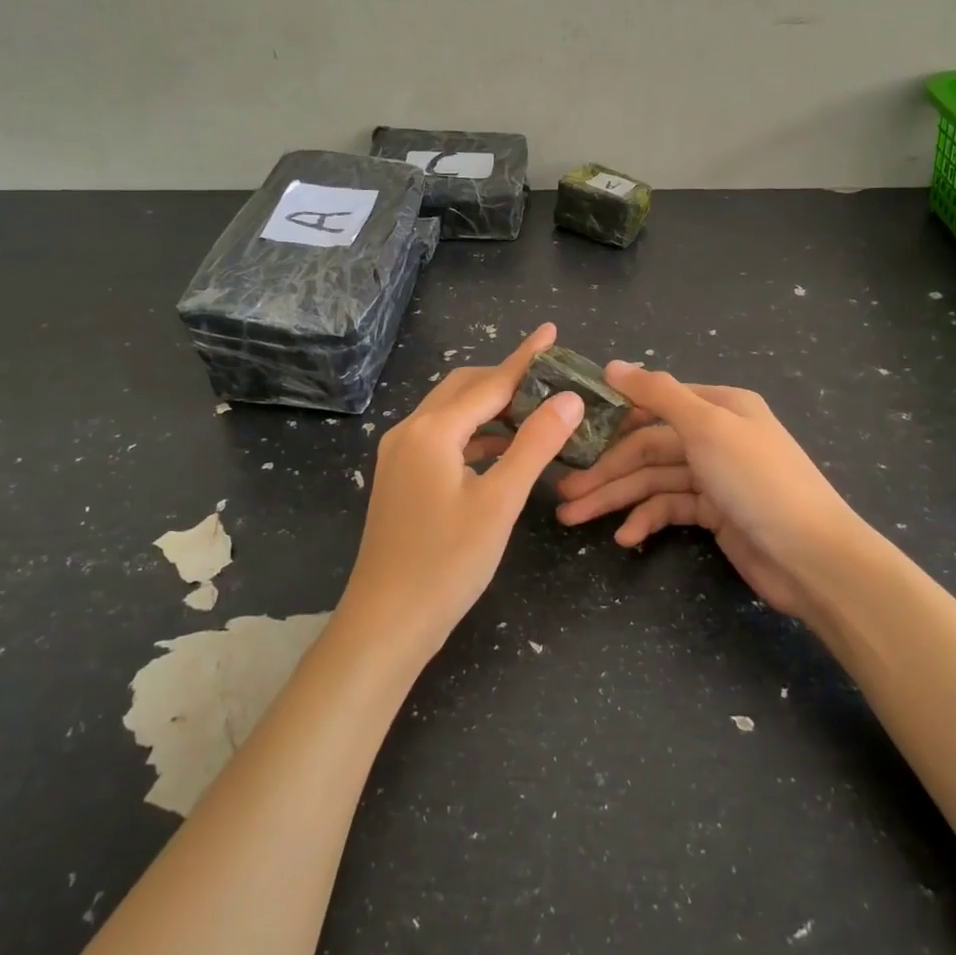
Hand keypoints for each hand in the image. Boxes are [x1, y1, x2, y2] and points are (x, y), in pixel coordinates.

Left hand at [339, 324, 582, 660]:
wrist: (386, 622)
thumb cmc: (446, 563)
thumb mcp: (499, 502)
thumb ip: (534, 445)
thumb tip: (569, 398)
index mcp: (432, 430)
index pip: (489, 382)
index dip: (525, 358)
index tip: (551, 332)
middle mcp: (410, 432)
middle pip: (464, 389)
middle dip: (506, 379)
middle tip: (550, 379)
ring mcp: (400, 456)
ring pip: (451, 414)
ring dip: (491, 408)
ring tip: (535, 411)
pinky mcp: (401, 478)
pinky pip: (443, 439)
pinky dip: (475, 435)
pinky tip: (502, 448)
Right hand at [554, 364, 863, 623]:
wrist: (813, 558)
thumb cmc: (758, 481)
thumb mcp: (707, 426)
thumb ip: (658, 394)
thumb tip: (612, 365)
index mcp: (719, 405)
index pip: (654, 403)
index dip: (612, 418)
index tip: (571, 433)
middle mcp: (715, 435)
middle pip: (648, 447)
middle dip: (606, 470)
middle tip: (563, 492)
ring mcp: (715, 476)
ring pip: (653, 480)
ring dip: (615, 498)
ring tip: (573, 516)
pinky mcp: (714, 514)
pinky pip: (670, 508)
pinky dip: (646, 520)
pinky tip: (625, 537)